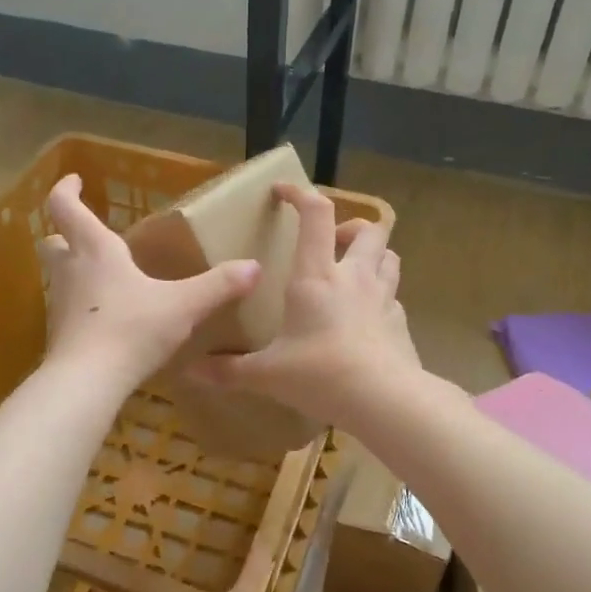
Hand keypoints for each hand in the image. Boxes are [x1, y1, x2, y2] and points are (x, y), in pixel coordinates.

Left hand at [39, 174, 259, 388]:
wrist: (87, 382)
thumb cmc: (131, 329)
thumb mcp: (183, 306)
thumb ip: (218, 286)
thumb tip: (254, 267)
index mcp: (96, 251)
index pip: (66, 207)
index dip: (66, 189)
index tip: (75, 179)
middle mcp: (71, 272)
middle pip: (52, 242)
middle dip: (64, 233)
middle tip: (85, 234)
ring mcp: (60, 305)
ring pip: (59, 277)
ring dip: (74, 271)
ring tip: (104, 277)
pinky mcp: (60, 336)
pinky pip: (68, 310)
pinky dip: (81, 306)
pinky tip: (106, 319)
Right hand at [187, 183, 419, 427]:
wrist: (383, 400)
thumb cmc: (320, 374)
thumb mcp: (267, 374)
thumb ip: (230, 370)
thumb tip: (190, 372)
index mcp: (317, 276)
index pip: (316, 214)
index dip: (300, 194)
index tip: (282, 191)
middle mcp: (354, 277)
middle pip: (368, 229)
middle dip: (349, 226)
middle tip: (330, 243)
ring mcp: (383, 298)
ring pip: (390, 256)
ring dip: (373, 255)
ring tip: (353, 272)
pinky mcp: (400, 323)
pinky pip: (394, 297)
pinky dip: (382, 297)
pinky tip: (367, 317)